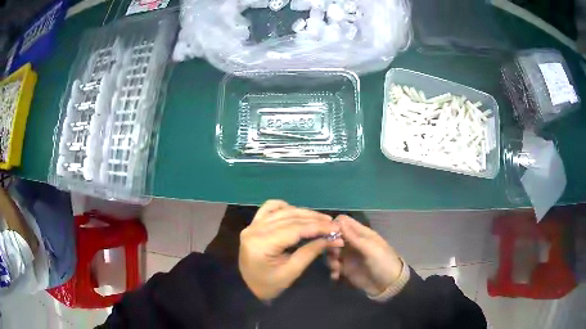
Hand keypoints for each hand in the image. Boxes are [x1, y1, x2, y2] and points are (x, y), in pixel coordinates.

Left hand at [239, 200, 342, 300]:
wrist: (248, 288)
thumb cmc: (269, 285)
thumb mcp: (291, 272)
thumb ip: (311, 252)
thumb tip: (334, 239)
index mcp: (261, 244)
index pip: (294, 229)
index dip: (317, 227)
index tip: (336, 228)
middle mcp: (255, 230)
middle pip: (289, 218)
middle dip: (314, 220)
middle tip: (333, 224)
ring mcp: (252, 225)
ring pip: (282, 211)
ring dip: (303, 213)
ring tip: (321, 219)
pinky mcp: (253, 224)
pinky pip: (269, 208)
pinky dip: (285, 207)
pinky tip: (297, 212)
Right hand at [327, 215, 402, 296]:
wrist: (389, 285)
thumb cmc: (383, 263)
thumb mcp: (370, 249)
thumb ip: (353, 237)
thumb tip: (338, 220)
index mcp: (361, 234)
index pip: (343, 222)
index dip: (334, 226)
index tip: (329, 235)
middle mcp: (352, 243)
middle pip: (334, 238)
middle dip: (330, 246)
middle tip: (335, 255)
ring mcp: (349, 257)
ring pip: (331, 253)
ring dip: (331, 260)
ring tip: (337, 269)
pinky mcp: (346, 270)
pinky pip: (334, 267)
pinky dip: (333, 271)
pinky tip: (336, 276)